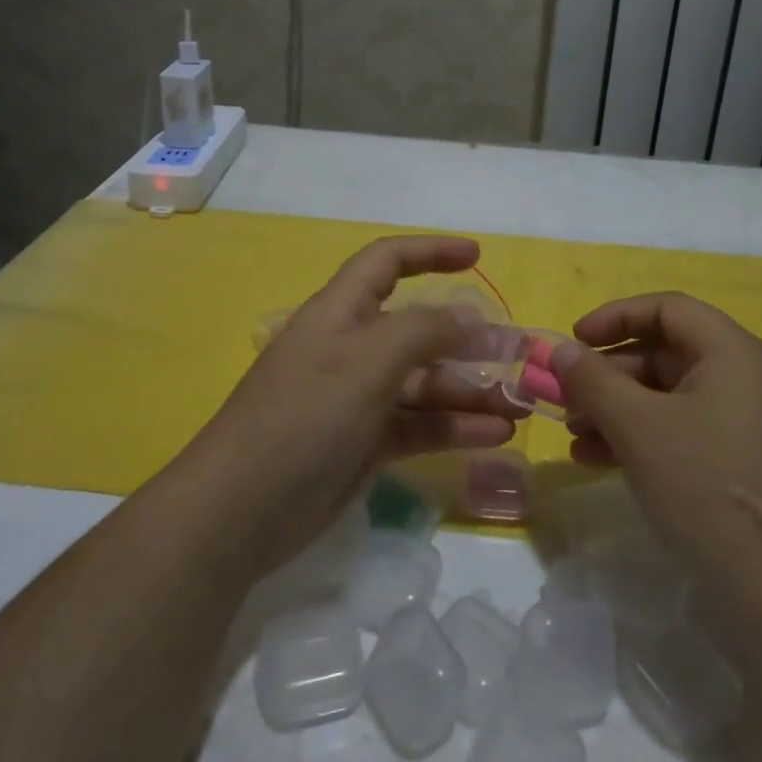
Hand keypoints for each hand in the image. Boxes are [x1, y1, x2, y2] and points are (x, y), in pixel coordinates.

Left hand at [176, 236, 520, 573]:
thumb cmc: (305, 414)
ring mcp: (357, 398)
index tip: (477, 257)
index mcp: (341, 311)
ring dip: (470, 391)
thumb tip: (471, 319)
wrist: (240, 510)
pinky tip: (495, 436)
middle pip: (417, 330)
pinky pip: (418, 425)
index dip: (430, 252)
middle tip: (519, 355)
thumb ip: (425, 331)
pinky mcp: (363, 444)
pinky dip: (454, 427)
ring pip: (424, 383)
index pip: (387, 261)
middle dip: (468, 339)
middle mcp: (350, 348)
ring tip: (521, 407)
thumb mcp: (368, 360)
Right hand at [550, 293, 761, 585]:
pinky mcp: (743, 466)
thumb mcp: (638, 427)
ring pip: (669, 397)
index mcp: (733, 353)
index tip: (573, 342)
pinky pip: (682, 432)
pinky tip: (599, 462)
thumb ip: (593, 381)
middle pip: (665, 353)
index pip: (667, 309)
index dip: (615, 317)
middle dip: (608, 374)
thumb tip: (562, 351)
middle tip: (564, 398)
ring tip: (574, 436)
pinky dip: (640, 438)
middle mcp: (746, 379)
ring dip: (617, 409)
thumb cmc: (707, 487)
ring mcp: (748, 425)